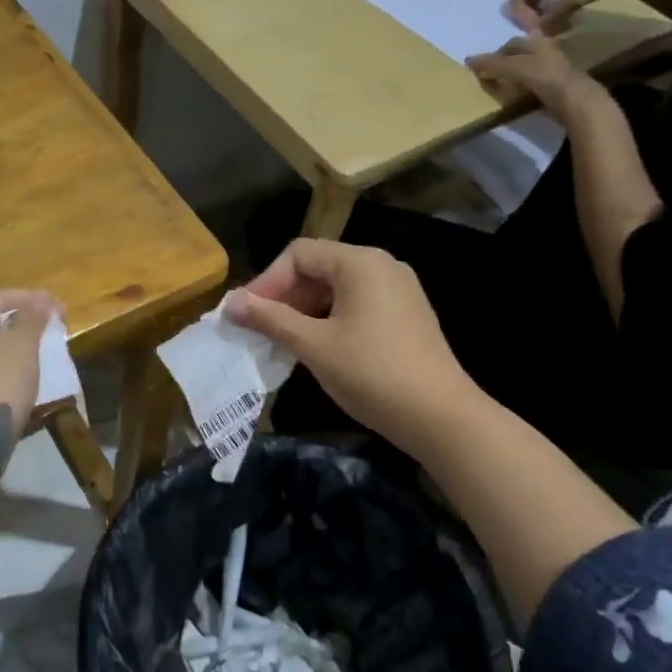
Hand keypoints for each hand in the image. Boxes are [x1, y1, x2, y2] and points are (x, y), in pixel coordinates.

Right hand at [223, 240, 475, 456]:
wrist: (442, 418)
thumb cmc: (372, 373)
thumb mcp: (313, 345)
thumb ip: (270, 319)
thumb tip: (230, 303)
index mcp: (360, 262)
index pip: (299, 253)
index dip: (266, 281)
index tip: (246, 315)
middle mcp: (381, 265)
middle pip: (318, 267)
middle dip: (284, 296)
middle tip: (260, 329)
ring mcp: (398, 290)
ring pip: (336, 288)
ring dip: (304, 310)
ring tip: (283, 341)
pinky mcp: (406, 315)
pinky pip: (356, 304)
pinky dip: (329, 319)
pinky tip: (316, 348)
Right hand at [465, 34, 596, 123]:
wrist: (577, 102)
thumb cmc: (545, 77)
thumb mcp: (514, 67)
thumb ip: (492, 64)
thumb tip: (467, 60)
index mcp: (539, 43)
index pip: (512, 43)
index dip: (495, 53)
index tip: (481, 66)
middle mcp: (547, 53)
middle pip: (521, 55)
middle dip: (506, 63)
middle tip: (489, 76)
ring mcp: (554, 72)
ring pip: (529, 70)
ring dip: (514, 77)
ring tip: (500, 88)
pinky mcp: (558, 89)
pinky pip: (535, 86)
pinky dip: (523, 89)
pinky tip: (516, 98)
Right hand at [504, 0, 671, 34]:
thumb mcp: (572, 0)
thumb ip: (551, 19)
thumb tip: (533, 35)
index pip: (516, 1)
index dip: (522, 19)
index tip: (537, 32)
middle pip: (524, 3)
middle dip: (531, 20)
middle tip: (546, 33)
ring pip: (536, 5)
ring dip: (542, 19)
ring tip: (557, 28)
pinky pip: (547, 3)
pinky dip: (552, 14)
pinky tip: (565, 21)